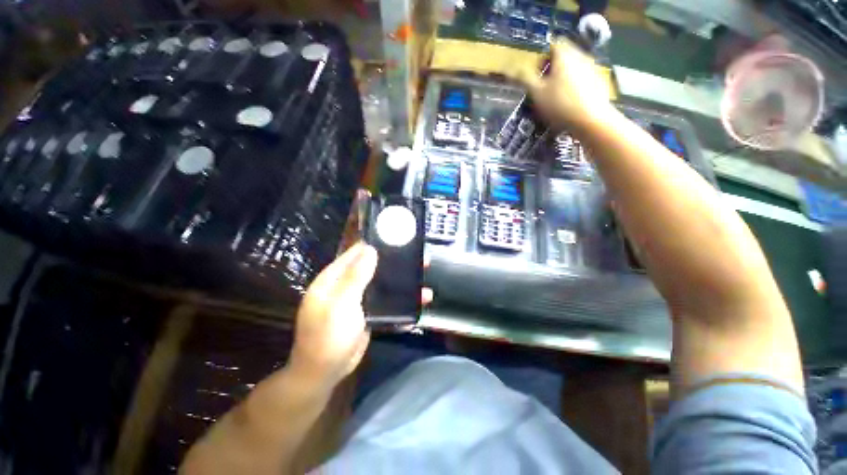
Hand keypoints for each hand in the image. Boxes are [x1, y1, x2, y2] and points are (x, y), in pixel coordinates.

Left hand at [288, 242, 433, 388]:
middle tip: (418, 257)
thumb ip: (355, 277)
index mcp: (334, 277)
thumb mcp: (340, 304)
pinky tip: (419, 297)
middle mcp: (346, 284)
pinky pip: (386, 299)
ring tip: (423, 274)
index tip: (398, 237)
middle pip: (373, 266)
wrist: (324, 373)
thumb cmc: (328, 337)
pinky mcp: (368, 312)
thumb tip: (370, 249)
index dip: (376, 244)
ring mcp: (358, 298)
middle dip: (395, 261)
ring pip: (382, 282)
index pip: (357, 252)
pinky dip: (400, 296)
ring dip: (401, 279)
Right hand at [514, 40, 614, 133]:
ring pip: (575, 66)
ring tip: (557, 95)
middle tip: (544, 86)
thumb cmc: (560, 105)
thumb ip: (524, 79)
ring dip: (564, 76)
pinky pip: (584, 77)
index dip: (543, 57)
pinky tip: (571, 101)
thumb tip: (511, 70)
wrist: (590, 120)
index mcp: (564, 55)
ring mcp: (593, 68)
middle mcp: (581, 56)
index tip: (537, 73)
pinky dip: (575, 84)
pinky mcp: (600, 81)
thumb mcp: (537, 93)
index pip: (553, 44)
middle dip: (553, 67)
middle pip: (565, 54)